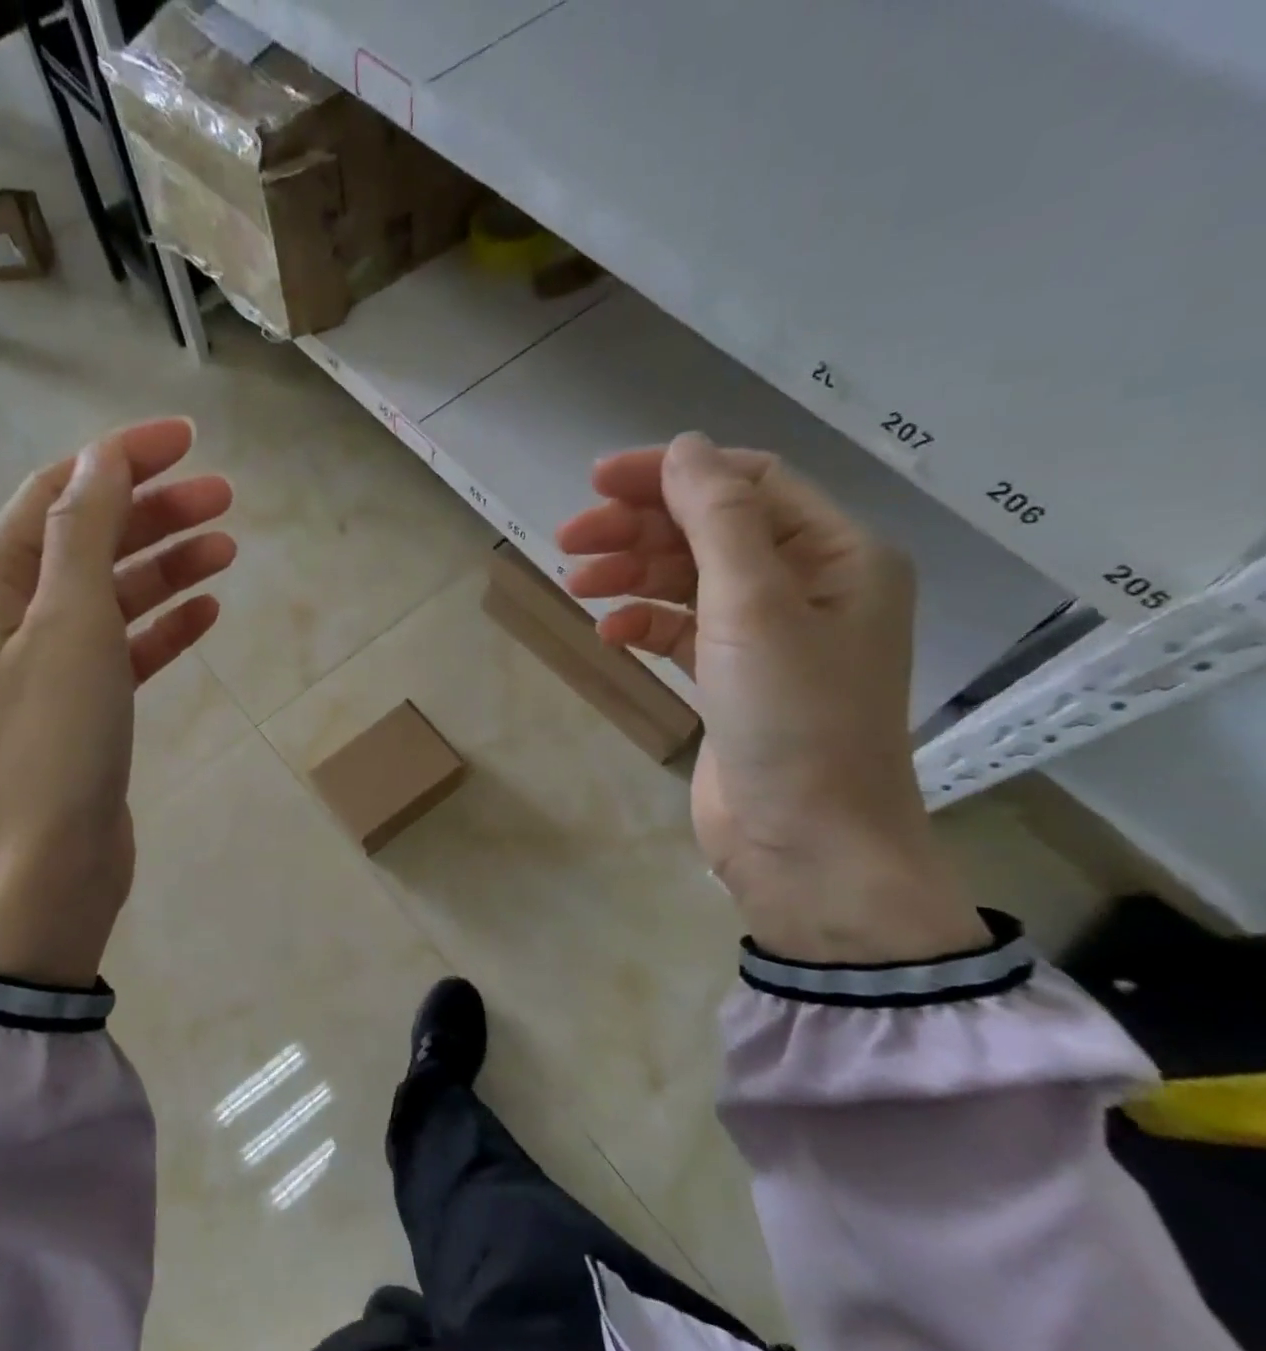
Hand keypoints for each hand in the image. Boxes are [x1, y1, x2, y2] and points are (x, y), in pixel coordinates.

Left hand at [0, 419, 234, 985]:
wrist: (46, 870)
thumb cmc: (53, 741)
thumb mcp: (70, 623)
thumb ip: (83, 533)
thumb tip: (102, 458)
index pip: (56, 494)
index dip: (119, 458)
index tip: (186, 440)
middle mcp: (15, 620)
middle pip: (89, 541)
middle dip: (154, 512)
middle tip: (225, 498)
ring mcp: (52, 668)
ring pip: (115, 595)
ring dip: (167, 566)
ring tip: (227, 548)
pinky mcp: (87, 710)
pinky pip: (129, 649)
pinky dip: (166, 626)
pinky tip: (208, 610)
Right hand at [556, 433, 986, 962]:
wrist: (806, 845)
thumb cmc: (794, 719)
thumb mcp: (755, 607)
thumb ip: (718, 520)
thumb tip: (682, 448)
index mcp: (837, 554)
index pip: (748, 484)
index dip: (672, 474)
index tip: (597, 482)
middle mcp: (808, 586)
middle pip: (711, 530)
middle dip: (640, 528)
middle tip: (569, 538)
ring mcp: (770, 637)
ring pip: (690, 580)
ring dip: (632, 574)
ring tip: (576, 582)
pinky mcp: (734, 680)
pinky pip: (681, 631)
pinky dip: (644, 623)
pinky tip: (609, 634)